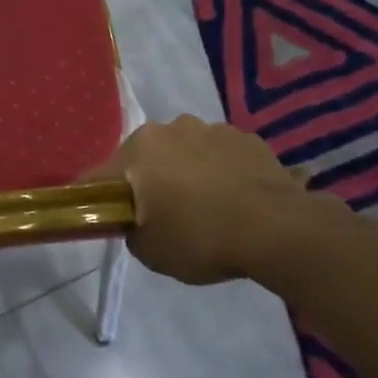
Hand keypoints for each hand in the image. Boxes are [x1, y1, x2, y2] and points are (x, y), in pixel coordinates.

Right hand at [89, 116, 339, 285]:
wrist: (277, 230)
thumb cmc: (200, 238)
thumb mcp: (149, 250)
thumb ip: (131, 229)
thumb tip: (137, 219)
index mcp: (139, 149)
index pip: (102, 176)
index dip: (100, 200)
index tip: (110, 220)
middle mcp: (172, 127)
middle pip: (147, 158)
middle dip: (150, 181)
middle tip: (162, 216)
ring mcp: (214, 129)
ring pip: (186, 152)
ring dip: (188, 173)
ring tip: (206, 208)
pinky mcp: (249, 138)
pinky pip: (221, 156)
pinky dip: (221, 173)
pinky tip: (234, 201)